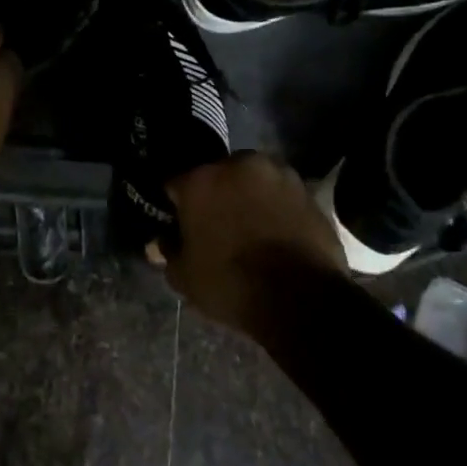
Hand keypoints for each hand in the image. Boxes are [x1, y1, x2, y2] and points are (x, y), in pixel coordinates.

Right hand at [162, 153, 347, 339]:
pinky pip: (280, 195)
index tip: (178, 224)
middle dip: (214, 194)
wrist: (301, 299)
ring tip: (249, 228)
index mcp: (200, 180)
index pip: (175, 184)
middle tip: (215, 224)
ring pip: (252, 181)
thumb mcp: (185, 277)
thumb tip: (159, 243)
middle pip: (217, 175)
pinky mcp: (307, 191)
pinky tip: (274, 232)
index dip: (175, 205)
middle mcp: (238, 166)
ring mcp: (278, 174)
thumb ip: (169, 253)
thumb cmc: (231, 284)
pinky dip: (275, 207)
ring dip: (247, 196)